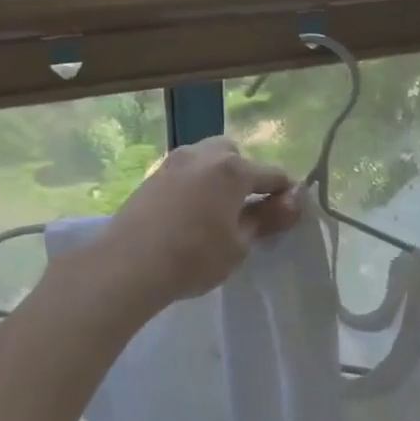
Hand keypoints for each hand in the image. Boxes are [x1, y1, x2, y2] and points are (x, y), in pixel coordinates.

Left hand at [92, 138, 299, 312]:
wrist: (127, 265)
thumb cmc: (194, 257)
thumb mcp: (240, 244)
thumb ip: (267, 219)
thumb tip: (292, 202)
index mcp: (233, 169)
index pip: (273, 175)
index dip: (286, 193)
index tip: (290, 213)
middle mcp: (204, 154)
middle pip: (237, 157)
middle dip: (248, 177)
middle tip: (247, 210)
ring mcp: (174, 162)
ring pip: (208, 159)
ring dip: (220, 178)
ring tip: (218, 212)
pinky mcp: (152, 175)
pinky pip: (187, 172)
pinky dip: (197, 184)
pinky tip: (191, 213)